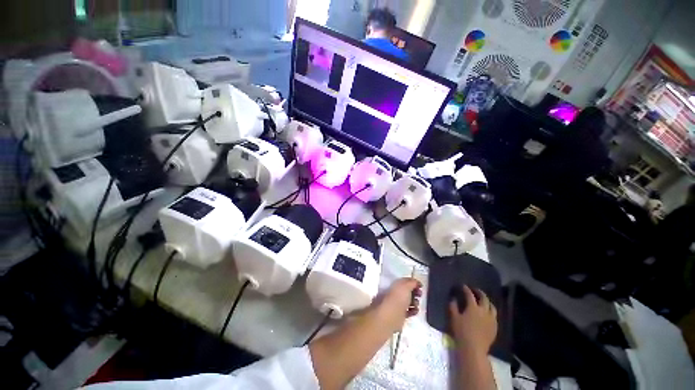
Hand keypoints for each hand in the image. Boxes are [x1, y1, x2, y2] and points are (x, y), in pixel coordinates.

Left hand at [378, 278, 422, 332]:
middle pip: (407, 291)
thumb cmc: (398, 298)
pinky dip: (413, 311)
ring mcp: (397, 304)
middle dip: (415, 292)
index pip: (405, 281)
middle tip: (420, 295)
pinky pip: (409, 311)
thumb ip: (412, 282)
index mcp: (395, 284)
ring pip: (409, 301)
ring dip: (415, 302)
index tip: (420, 286)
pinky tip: (414, 311)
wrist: (391, 316)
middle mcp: (395, 293)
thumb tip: (417, 282)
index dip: (413, 282)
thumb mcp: (406, 286)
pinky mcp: (400, 315)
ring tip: (416, 305)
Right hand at [449, 285, 496, 356]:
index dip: (466, 289)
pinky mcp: (495, 327)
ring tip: (483, 301)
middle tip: (474, 290)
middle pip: (484, 298)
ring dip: (487, 301)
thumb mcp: (454, 318)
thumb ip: (453, 306)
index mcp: (473, 307)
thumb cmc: (462, 332)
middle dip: (479, 292)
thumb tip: (453, 299)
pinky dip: (490, 311)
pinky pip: (494, 316)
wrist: (474, 349)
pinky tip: (487, 313)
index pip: (470, 294)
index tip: (463, 286)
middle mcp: (484, 311)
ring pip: (492, 307)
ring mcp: (491, 319)